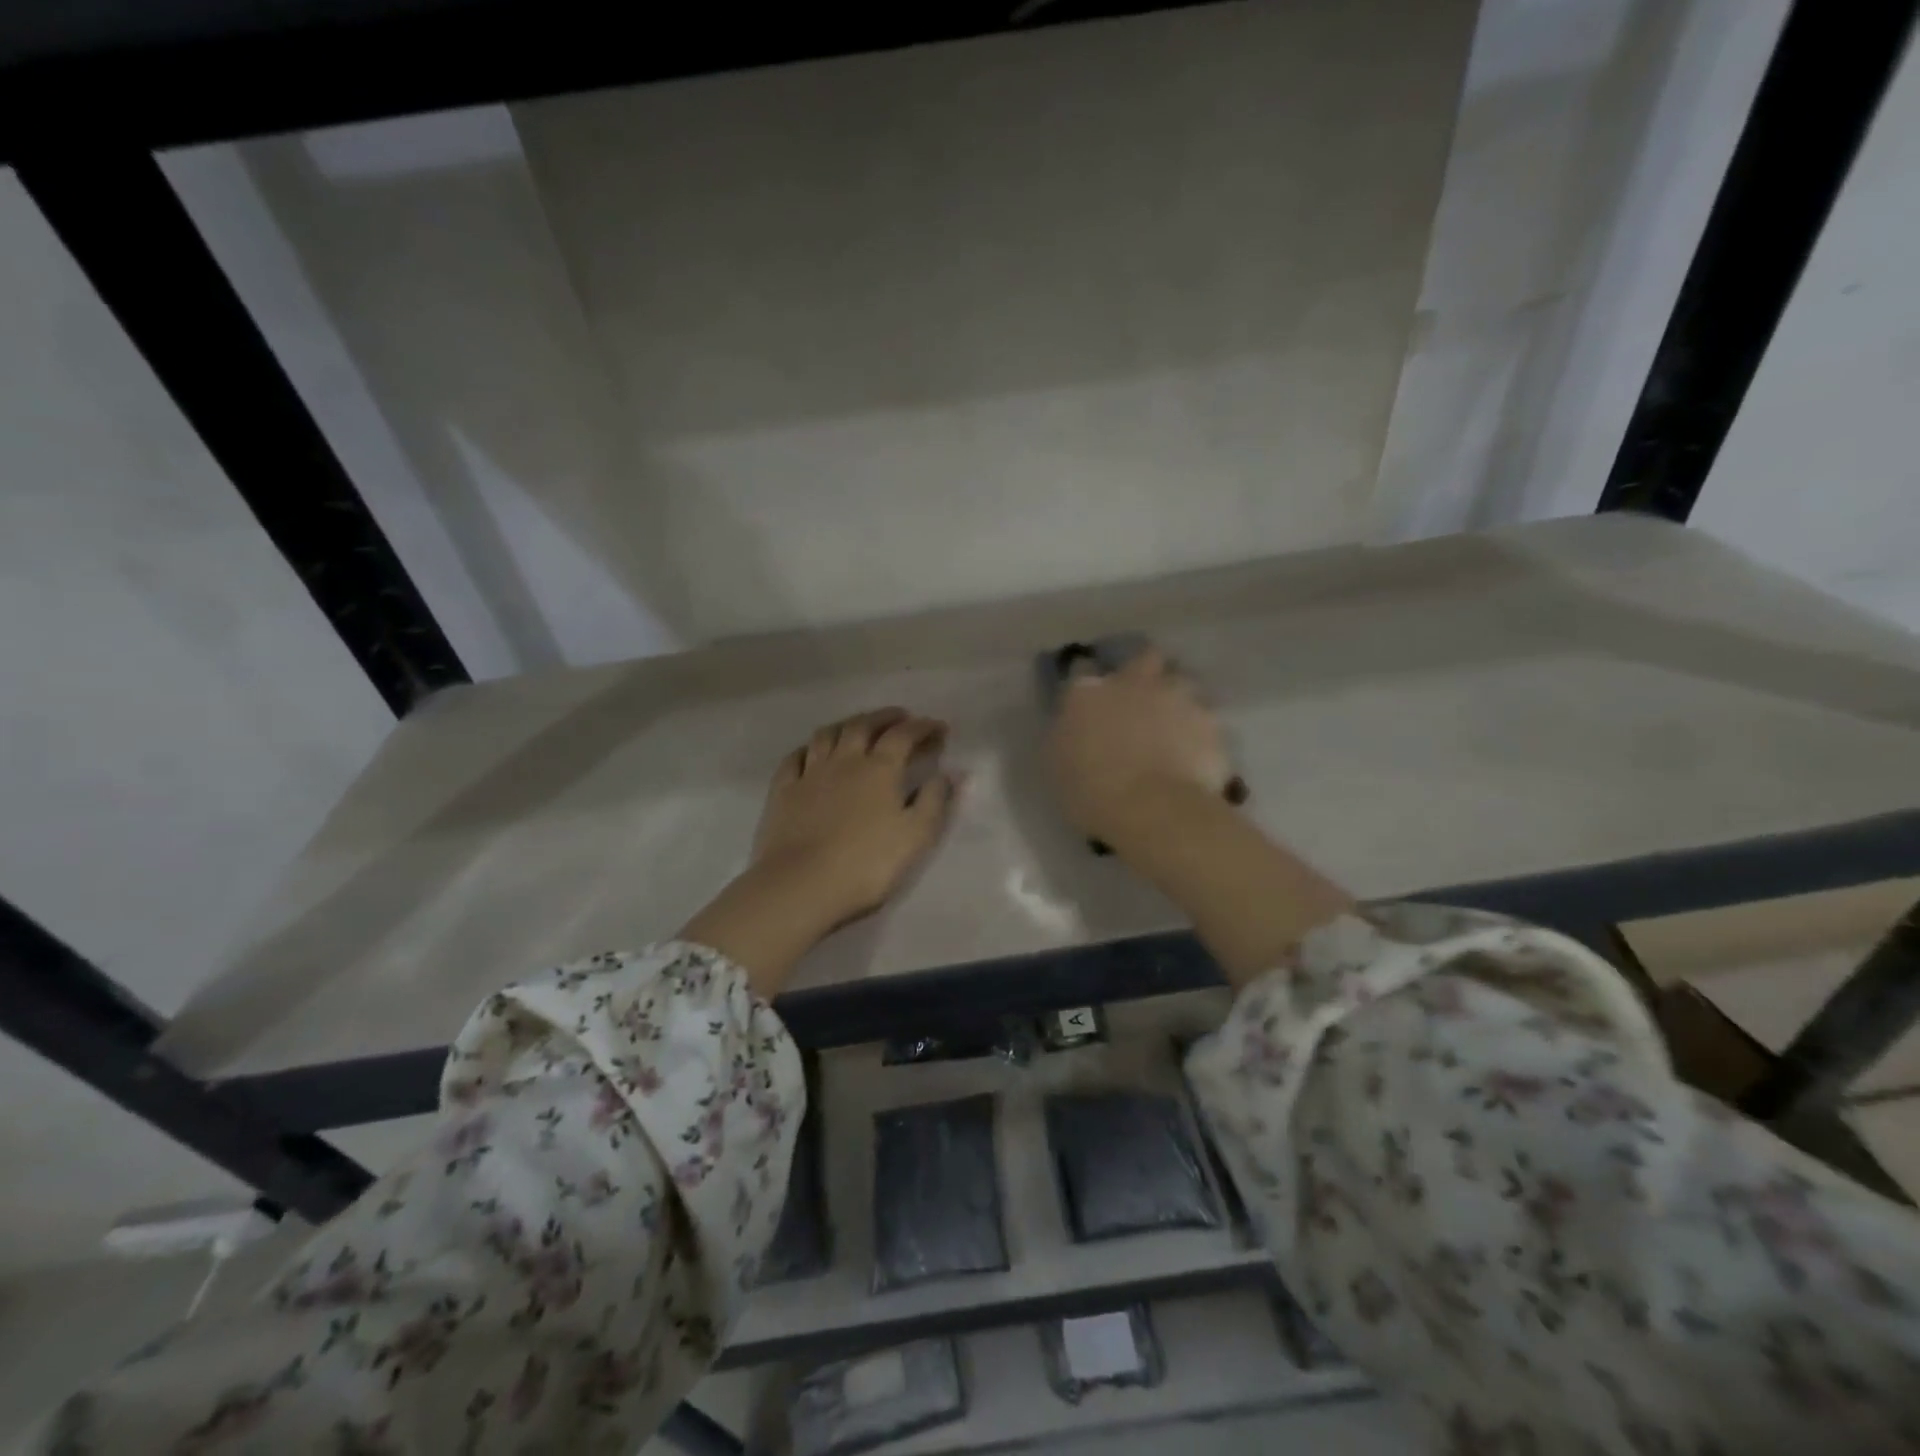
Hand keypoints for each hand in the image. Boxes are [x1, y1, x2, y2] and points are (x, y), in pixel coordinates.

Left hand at [681, 709, 955, 993]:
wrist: (801, 885)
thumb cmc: (867, 864)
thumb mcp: (916, 836)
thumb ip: (935, 800)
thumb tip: (950, 772)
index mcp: (879, 769)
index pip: (904, 735)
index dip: (923, 727)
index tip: (939, 727)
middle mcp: (844, 760)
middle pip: (864, 725)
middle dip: (885, 717)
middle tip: (901, 716)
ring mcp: (810, 773)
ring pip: (827, 734)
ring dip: (847, 724)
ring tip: (859, 726)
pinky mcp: (783, 791)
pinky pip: (795, 757)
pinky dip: (809, 747)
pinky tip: (813, 751)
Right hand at [1045, 647, 1235, 846]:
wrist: (1154, 811)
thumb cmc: (1092, 792)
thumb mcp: (1059, 764)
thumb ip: (1067, 733)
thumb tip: (1074, 725)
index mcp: (1087, 693)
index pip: (1082, 669)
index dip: (1088, 685)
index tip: (1090, 700)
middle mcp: (1133, 683)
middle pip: (1145, 659)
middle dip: (1145, 673)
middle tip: (1142, 699)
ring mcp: (1176, 698)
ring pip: (1182, 683)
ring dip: (1176, 699)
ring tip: (1174, 726)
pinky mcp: (1209, 722)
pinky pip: (1204, 719)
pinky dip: (1199, 732)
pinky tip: (1194, 753)